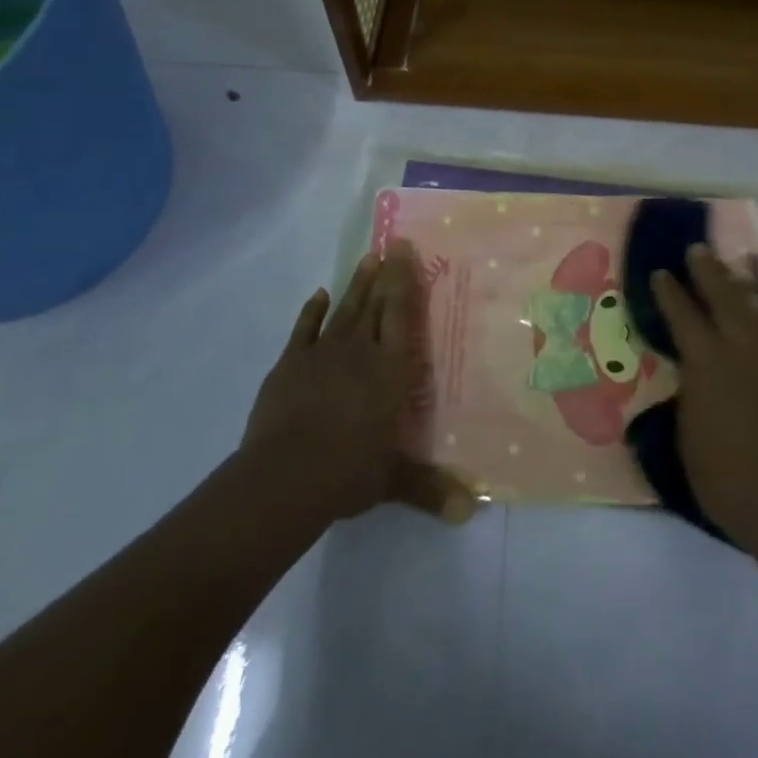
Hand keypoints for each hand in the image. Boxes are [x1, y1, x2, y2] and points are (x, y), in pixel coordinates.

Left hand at [238, 243, 419, 528]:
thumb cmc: (347, 471)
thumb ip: (430, 489)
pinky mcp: (290, 364)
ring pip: (345, 310)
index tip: (405, 251)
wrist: (286, 475)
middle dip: (384, 274)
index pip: (401, 315)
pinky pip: (305, 329)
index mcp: (390, 371)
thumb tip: (471, 513)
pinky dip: (313, 311)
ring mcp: (323, 354)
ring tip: (366, 258)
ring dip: (356, 284)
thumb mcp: (392, 480)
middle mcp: (361, 351)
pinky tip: (320, 294)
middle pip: (375, 304)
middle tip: (390, 244)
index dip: (404, 281)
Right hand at [653, 245, 757, 553]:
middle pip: (724, 300)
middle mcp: (740, 354)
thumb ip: (689, 397)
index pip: (684, 317)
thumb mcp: (686, 436)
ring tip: (742, 264)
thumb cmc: (722, 477)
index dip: (671, 292)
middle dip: (710, 272)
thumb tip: (693, 378)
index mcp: (706, 364)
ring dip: (746, 287)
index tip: (661, 272)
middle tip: (700, 249)